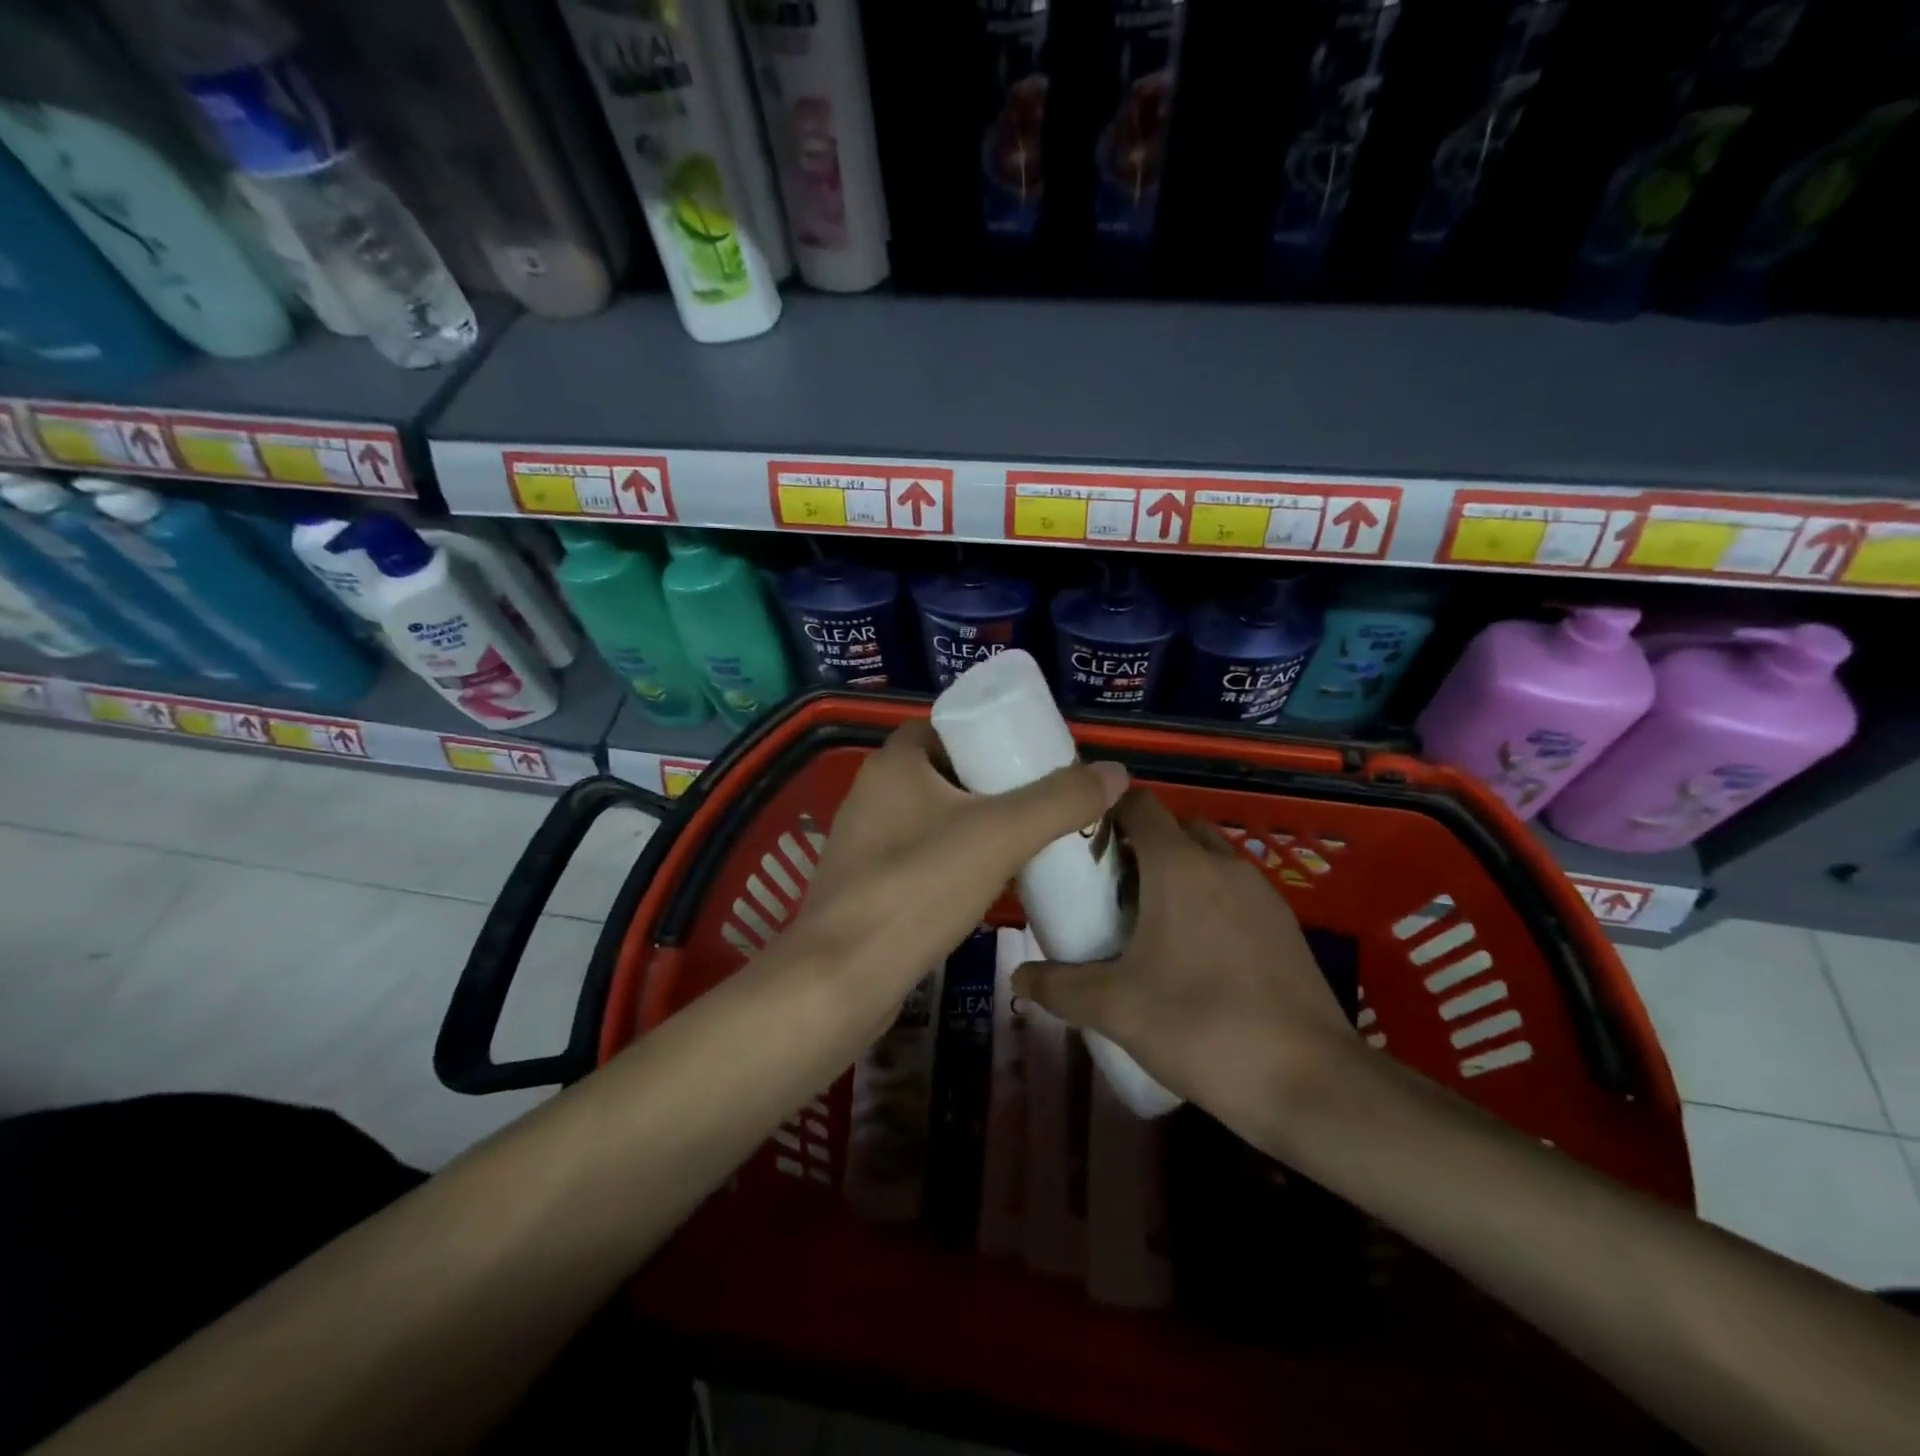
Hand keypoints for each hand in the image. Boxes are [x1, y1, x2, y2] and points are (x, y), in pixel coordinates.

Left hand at [789, 719, 1127, 1015]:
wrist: (841, 980)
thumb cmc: (918, 889)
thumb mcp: (1000, 836)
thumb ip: (1059, 801)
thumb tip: (1116, 771)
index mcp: (894, 763)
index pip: (947, 727)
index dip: (991, 735)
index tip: (1034, 757)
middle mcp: (872, 793)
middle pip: (944, 772)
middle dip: (993, 784)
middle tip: (1043, 802)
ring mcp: (864, 842)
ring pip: (933, 817)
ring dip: (976, 825)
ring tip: (1028, 841)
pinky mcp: (866, 885)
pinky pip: (921, 856)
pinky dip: (955, 860)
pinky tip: (989, 884)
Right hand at [1013, 787, 1358, 1131]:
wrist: (1311, 1084)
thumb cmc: (1201, 1027)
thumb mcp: (1116, 1009)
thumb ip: (1058, 987)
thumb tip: (1017, 979)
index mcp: (1179, 866)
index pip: (1138, 804)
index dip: (1105, 811)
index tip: (1078, 841)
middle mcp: (1223, 864)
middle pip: (1174, 828)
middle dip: (1139, 845)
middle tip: (1106, 886)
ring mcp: (1261, 893)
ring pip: (1208, 860)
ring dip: (1176, 873)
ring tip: (1146, 921)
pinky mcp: (1286, 925)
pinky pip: (1235, 892)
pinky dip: (1209, 901)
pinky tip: (1194, 953)